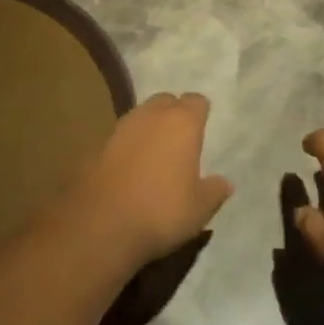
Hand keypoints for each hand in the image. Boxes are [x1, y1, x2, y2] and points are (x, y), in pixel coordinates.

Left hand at [64, 93, 233, 269]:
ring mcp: (121, 127)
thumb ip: (214, 191)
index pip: (196, 101)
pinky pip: (121, 136)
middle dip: (173, 113)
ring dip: (149, 127)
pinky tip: (131, 168)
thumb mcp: (200, 209)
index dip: (201, 112)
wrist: (101, 224)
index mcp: (182, 123)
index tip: (203, 128)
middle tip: (180, 139)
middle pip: (166, 101)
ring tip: (156, 153)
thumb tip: (224, 183)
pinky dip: (129, 145)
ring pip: (141, 115)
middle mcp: (151, 115)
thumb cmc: (161, 210)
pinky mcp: (99, 144)